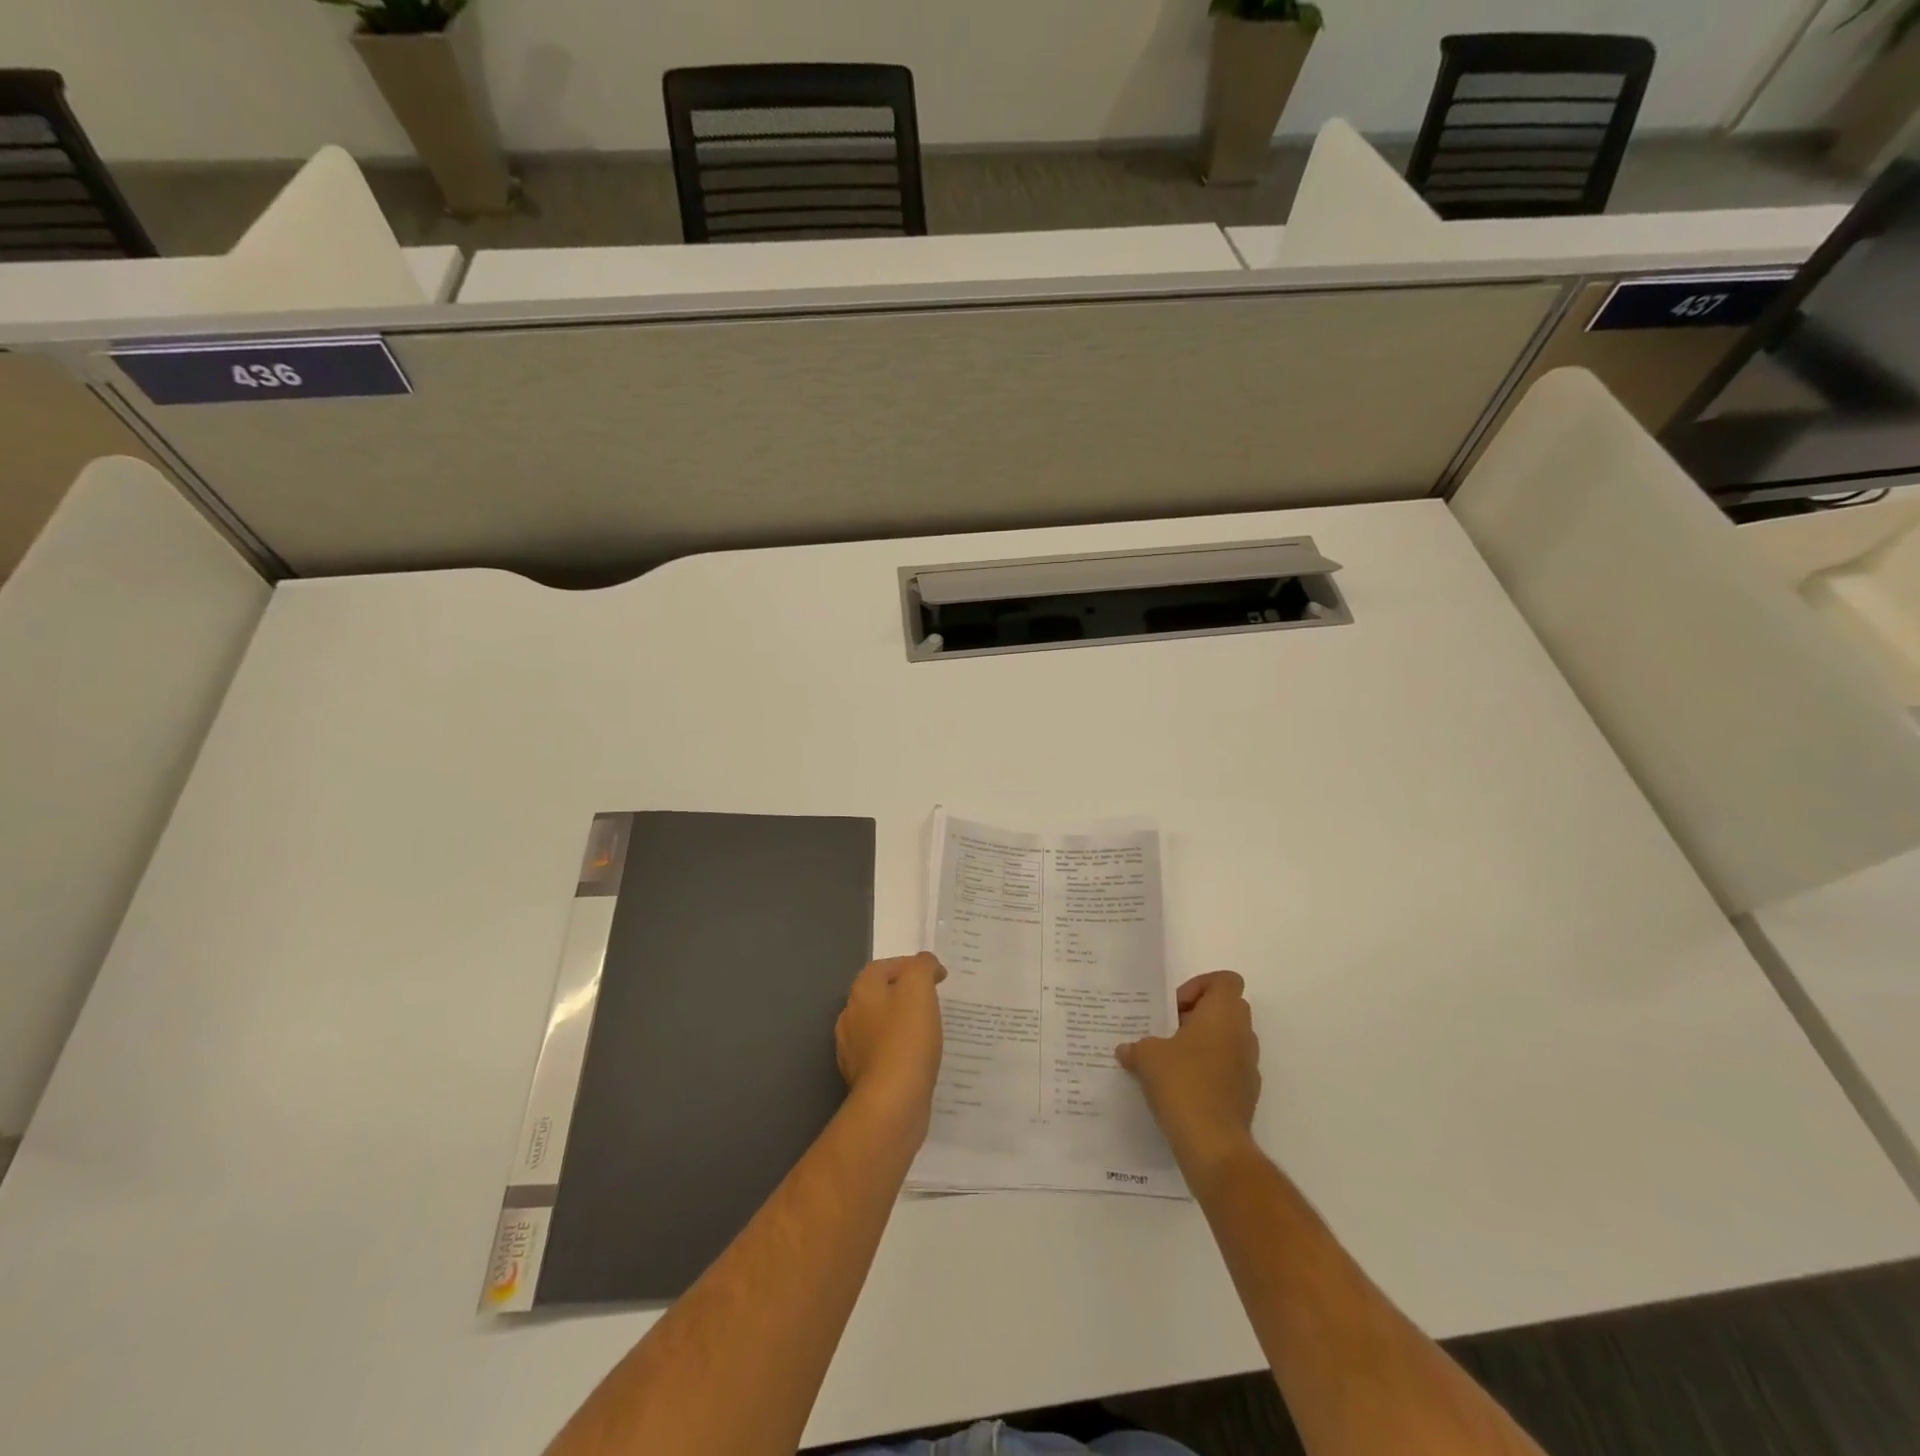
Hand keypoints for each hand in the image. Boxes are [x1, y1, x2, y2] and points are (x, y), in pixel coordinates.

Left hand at [835, 953, 946, 1138]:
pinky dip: (899, 1050)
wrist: (892, 1103)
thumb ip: (922, 967)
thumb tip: (926, 963)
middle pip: (880, 994)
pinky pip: (883, 1053)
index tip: (938, 977)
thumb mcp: (919, 989)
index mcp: (862, 991)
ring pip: (880, 1025)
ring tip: (929, 1030)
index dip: (911, 966)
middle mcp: (850, 1016)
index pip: (885, 966)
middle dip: (905, 994)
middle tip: (934, 1001)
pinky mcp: (862, 1077)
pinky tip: (917, 1058)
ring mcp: (853, 1049)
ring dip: (901, 1023)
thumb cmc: (907, 1039)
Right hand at [1116, 971, 1260, 1180]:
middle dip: (1198, 1014)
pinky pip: (1228, 1068)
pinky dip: (1209, 1070)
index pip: (1225, 980)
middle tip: (1169, 1030)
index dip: (1200, 986)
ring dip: (1203, 1043)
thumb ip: (1137, 1046)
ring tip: (1171, 1060)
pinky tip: (1181, 1088)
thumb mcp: (1147, 1057)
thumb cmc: (1182, 1083)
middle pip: (1227, 1008)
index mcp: (1223, 1014)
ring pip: (1228, 1039)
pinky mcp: (1246, 1094)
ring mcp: (1249, 1066)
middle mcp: (1242, 1035)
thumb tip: (1127, 1050)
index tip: (1175, 1007)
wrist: (1213, 1144)